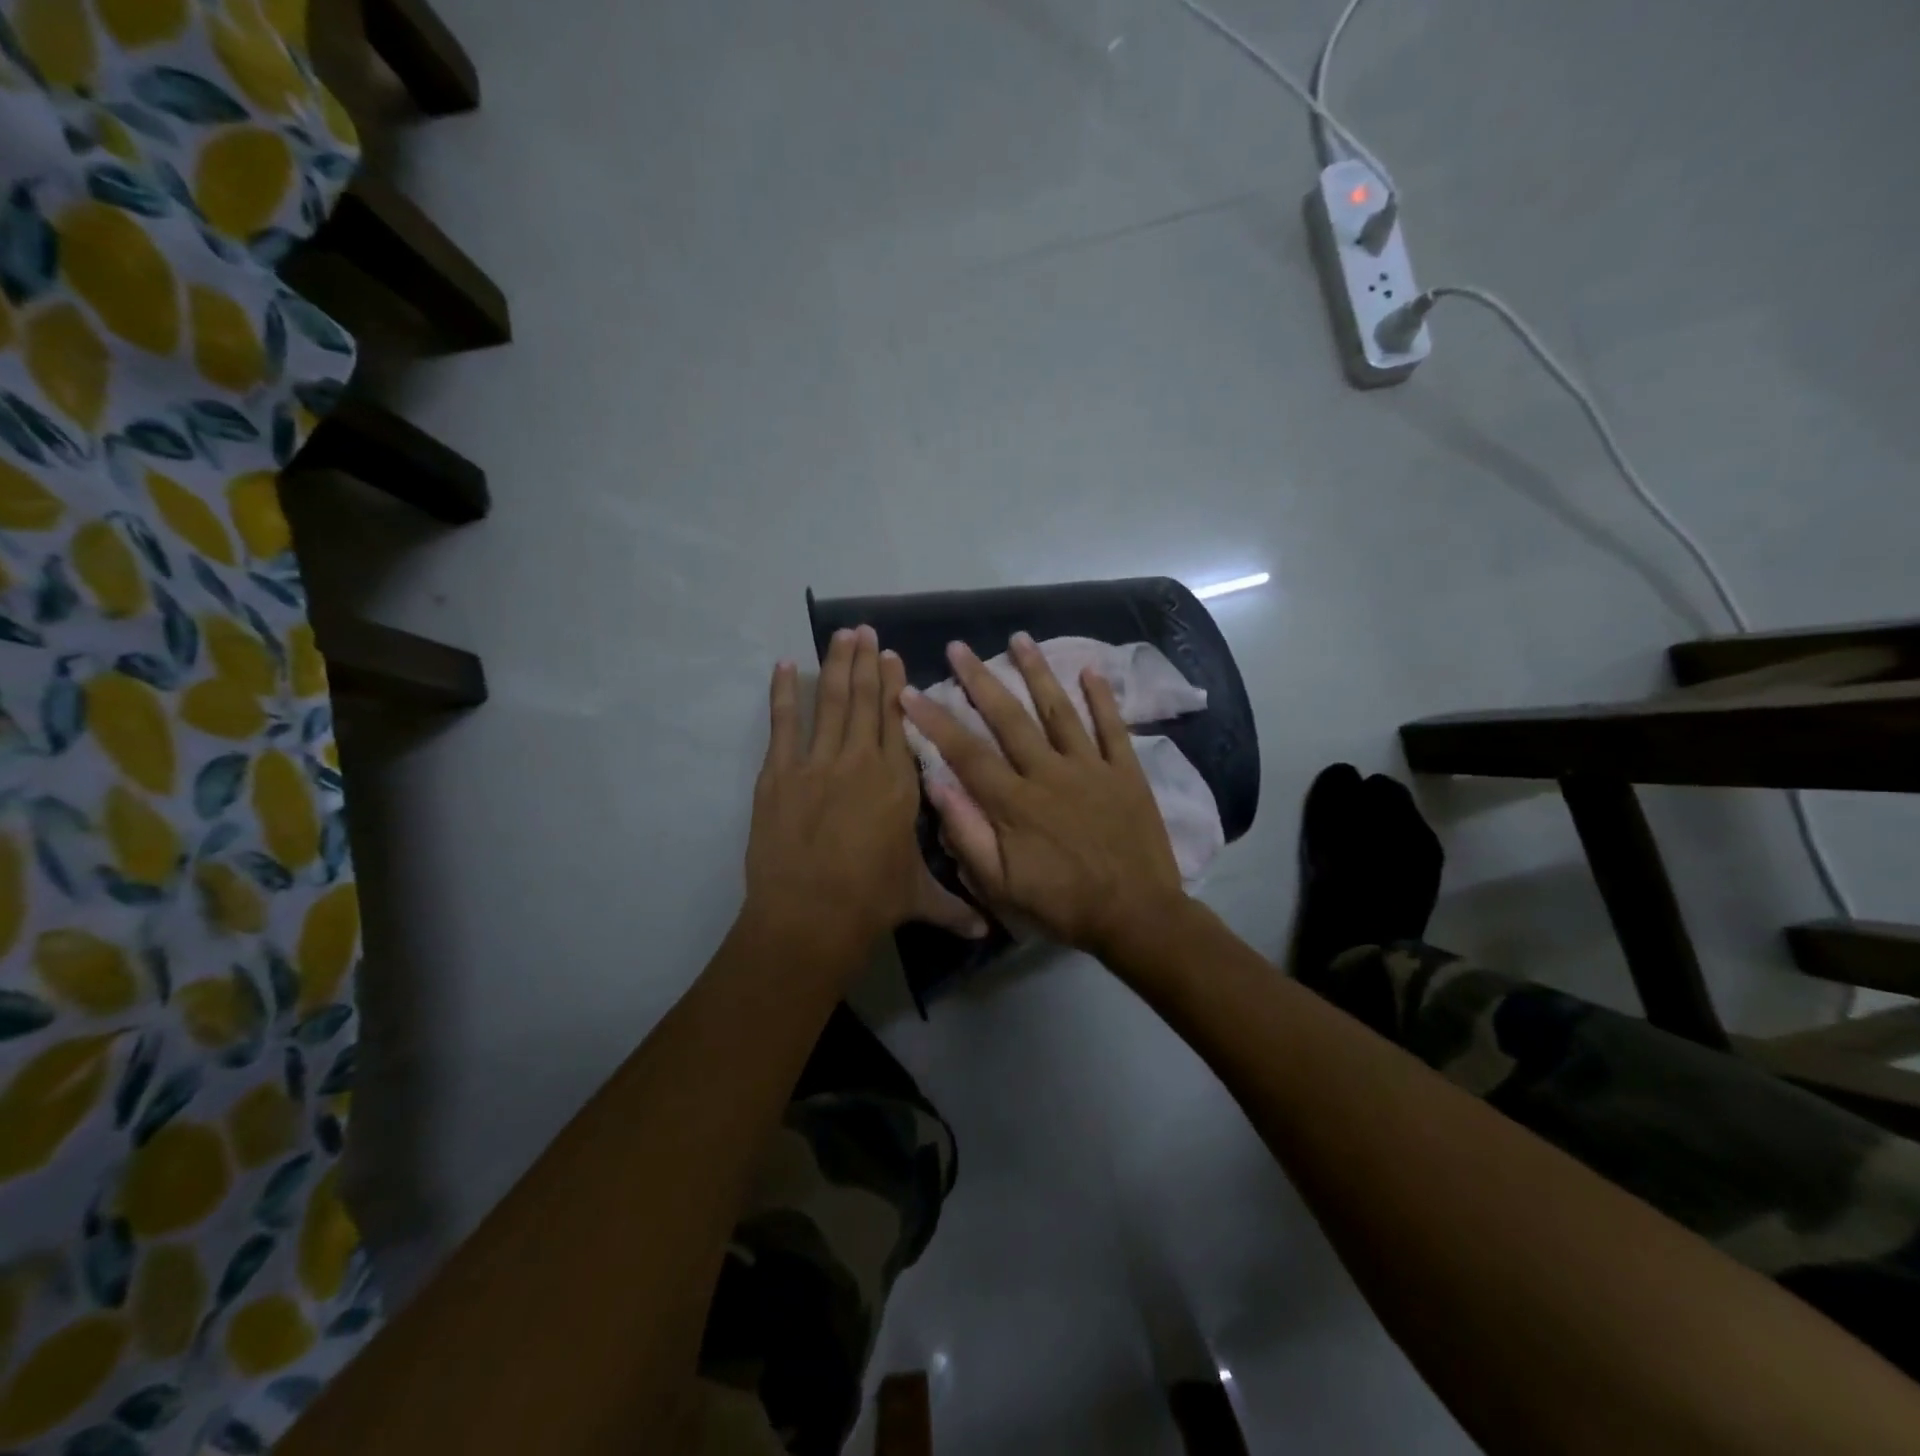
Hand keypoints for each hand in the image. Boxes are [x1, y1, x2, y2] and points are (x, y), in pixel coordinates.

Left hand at [745, 627, 985, 961]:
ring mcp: (818, 763)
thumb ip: (955, 906)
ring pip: (831, 702)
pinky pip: (783, 724)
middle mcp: (862, 761)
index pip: (899, 721)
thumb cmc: (872, 901)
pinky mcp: (779, 774)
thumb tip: (989, 929)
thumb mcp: (919, 898)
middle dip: (866, 662)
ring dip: (836, 665)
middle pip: (866, 701)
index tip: (892, 655)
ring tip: (839, 634)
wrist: (812, 915)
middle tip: (864, 629)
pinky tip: (784, 666)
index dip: (895, 685)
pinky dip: (783, 693)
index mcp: (899, 782)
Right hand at [901, 634, 1188, 966]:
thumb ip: (967, 835)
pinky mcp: (1126, 772)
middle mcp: (1049, 773)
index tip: (910, 691)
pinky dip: (1102, 698)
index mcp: (1015, 802)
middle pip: (1009, 718)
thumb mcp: (1001, 886)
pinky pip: (1113, 727)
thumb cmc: (1063, 905)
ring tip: (1019, 639)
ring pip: (1059, 710)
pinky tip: (1089, 669)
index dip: (935, 720)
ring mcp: (1091, 768)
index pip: (966, 752)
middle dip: (979, 680)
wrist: (1136, 916)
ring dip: (1037, 672)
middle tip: (959, 646)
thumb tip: (937, 784)